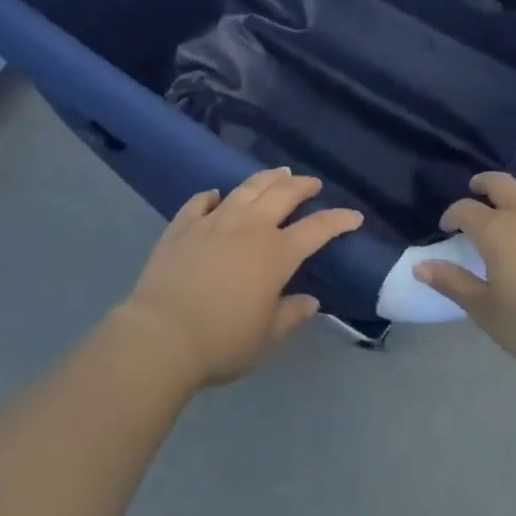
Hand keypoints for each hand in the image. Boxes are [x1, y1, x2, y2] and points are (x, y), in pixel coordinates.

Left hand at [119, 168, 362, 387]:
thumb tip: (311, 301)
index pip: (317, 228)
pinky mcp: (183, 225)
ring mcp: (215, 220)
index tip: (354, 216)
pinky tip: (215, 196)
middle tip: (312, 183)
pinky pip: (200, 202)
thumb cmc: (221, 342)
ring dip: (267, 178)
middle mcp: (250, 227)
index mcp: (276, 253)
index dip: (338, 220)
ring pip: (247, 189)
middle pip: (283, 194)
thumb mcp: (266, 338)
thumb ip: (291, 315)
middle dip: (303, 186)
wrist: (161, 336)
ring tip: (278, 173)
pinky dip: (211, 196)